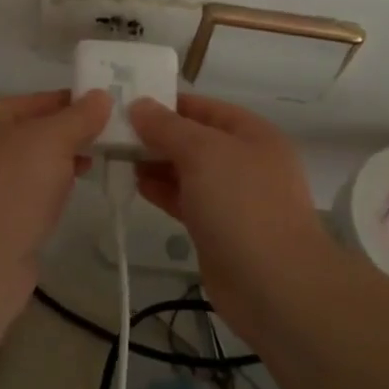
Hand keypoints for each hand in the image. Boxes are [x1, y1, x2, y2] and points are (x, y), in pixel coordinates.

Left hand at [0, 90, 111, 293]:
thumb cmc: (11, 188)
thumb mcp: (52, 140)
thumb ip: (79, 117)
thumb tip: (101, 96)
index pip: (34, 101)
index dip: (71, 102)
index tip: (108, 107)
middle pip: (32, 133)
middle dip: (69, 135)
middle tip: (108, 139)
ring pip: (30, 166)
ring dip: (60, 164)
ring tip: (94, 165)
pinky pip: (26, 195)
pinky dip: (48, 192)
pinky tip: (69, 196)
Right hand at [130, 94, 330, 326]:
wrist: (274, 285)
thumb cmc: (241, 205)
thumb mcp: (203, 153)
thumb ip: (168, 127)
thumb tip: (140, 105)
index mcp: (252, 134)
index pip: (204, 107)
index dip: (167, 103)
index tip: (127, 102)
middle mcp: (245, 161)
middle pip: (194, 139)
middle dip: (157, 135)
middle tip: (113, 133)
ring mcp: (233, 198)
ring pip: (188, 171)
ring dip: (156, 163)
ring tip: (118, 157)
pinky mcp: (218, 229)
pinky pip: (186, 199)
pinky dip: (163, 191)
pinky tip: (137, 185)